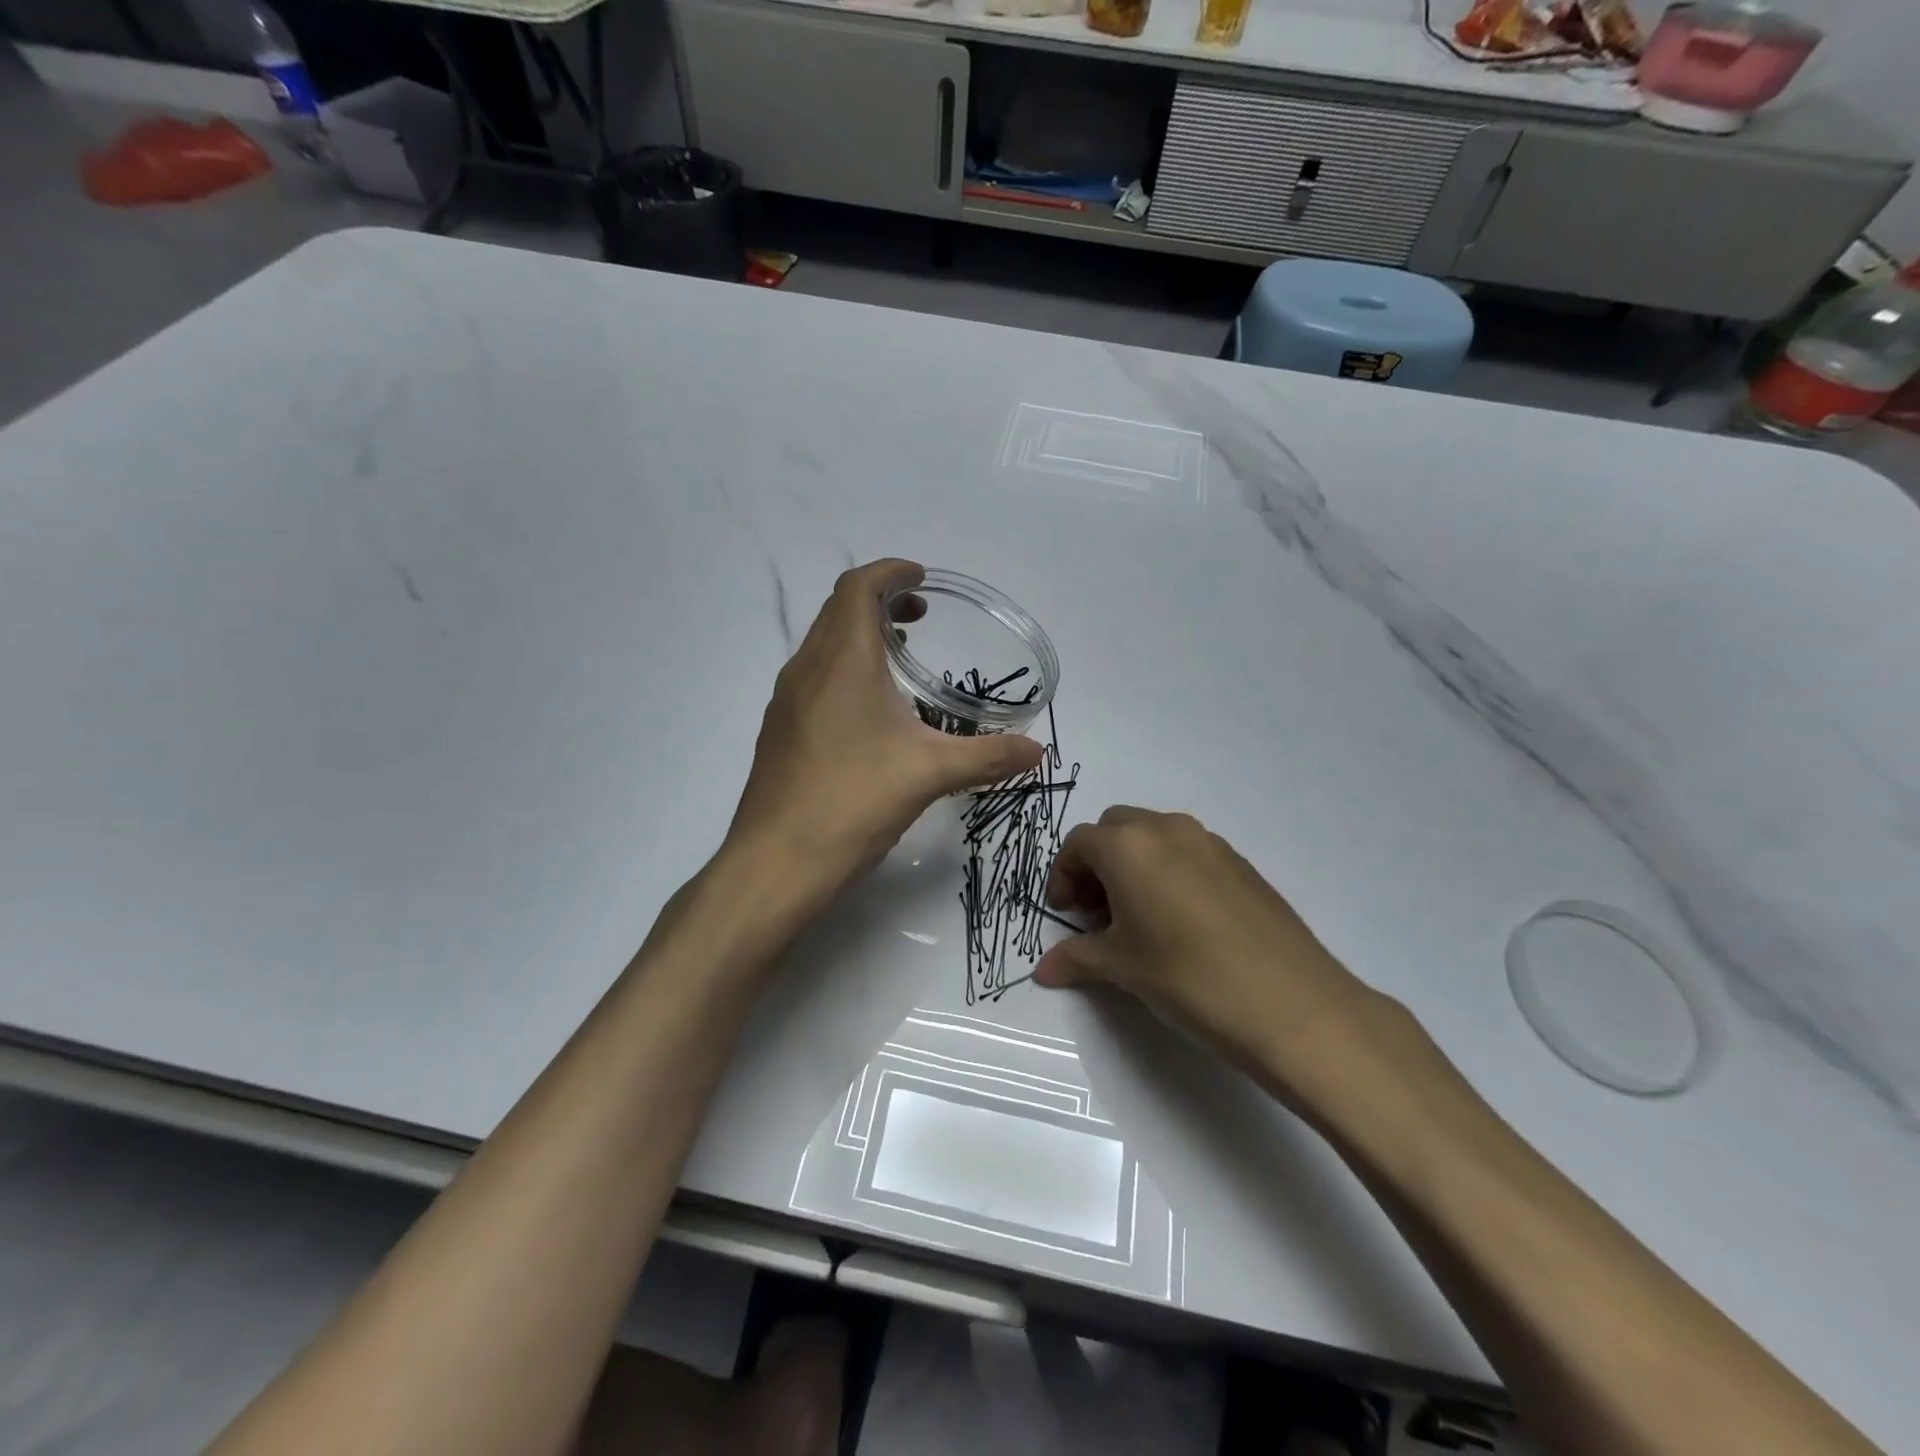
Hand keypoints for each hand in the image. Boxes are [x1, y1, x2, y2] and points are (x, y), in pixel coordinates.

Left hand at [727, 560, 1042, 908]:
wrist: (776, 861)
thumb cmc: (853, 800)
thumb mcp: (929, 773)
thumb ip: (988, 757)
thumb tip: (1038, 751)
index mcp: (842, 660)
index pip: (858, 587)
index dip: (891, 572)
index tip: (922, 579)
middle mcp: (807, 668)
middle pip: (839, 609)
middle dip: (880, 600)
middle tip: (921, 617)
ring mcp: (787, 701)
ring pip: (823, 644)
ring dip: (859, 635)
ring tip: (901, 658)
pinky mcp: (780, 731)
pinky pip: (814, 678)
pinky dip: (843, 669)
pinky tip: (870, 712)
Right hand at [1034, 807, 1398, 1109]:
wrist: (1291, 1003)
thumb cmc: (1187, 977)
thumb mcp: (1122, 969)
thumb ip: (1077, 959)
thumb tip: (1043, 970)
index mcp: (1128, 846)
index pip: (1078, 843)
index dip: (1063, 876)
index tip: (1065, 914)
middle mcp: (1167, 829)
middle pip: (1115, 829)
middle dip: (1097, 863)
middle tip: (1097, 912)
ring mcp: (1210, 842)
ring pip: (1154, 837)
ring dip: (1134, 865)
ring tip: (1139, 919)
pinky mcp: (1241, 863)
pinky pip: (1189, 853)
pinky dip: (1169, 872)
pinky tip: (1181, 924)